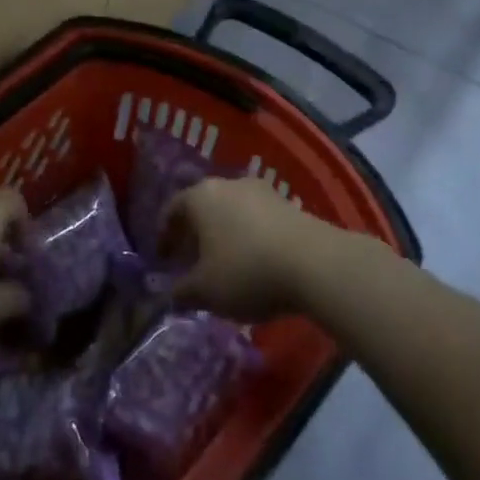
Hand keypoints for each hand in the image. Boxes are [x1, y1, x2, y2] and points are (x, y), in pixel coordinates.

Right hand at [164, 177, 351, 322]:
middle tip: (191, 262)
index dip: (163, 236)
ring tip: (225, 265)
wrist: (316, 264)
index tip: (163, 259)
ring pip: (231, 212)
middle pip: (202, 207)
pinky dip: (249, 237)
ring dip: (224, 235)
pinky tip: (256, 263)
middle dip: (194, 234)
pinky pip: (257, 219)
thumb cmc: (246, 272)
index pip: (172, 210)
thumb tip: (169, 294)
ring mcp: (261, 191)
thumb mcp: (205, 291)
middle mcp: (228, 184)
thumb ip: (181, 292)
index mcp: (200, 197)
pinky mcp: (289, 204)